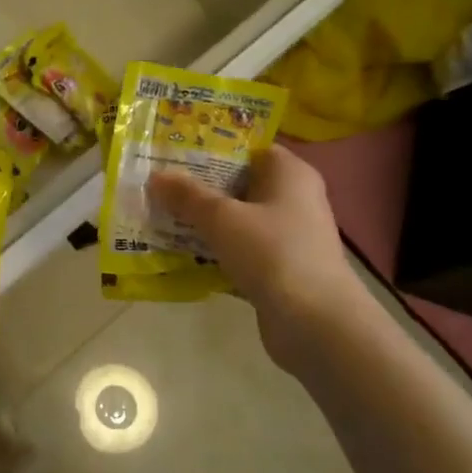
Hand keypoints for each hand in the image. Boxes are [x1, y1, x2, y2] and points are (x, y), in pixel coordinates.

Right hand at [150, 144, 366, 348]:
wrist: (314, 323)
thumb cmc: (272, 252)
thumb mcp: (222, 217)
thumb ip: (187, 195)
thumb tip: (156, 176)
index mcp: (290, 173)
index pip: (248, 148)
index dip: (212, 149)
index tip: (175, 153)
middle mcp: (294, 199)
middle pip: (240, 185)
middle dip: (200, 187)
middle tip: (159, 185)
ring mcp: (289, 237)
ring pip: (238, 220)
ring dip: (204, 222)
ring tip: (161, 218)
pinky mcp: (280, 269)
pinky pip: (240, 251)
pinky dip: (216, 252)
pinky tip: (182, 256)